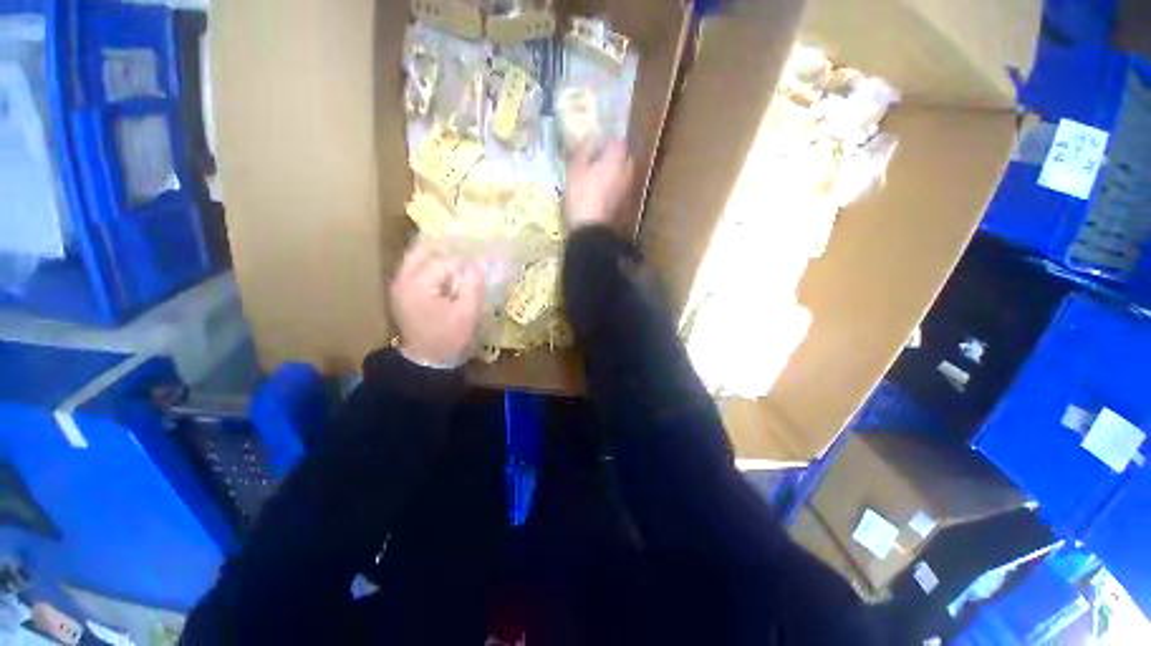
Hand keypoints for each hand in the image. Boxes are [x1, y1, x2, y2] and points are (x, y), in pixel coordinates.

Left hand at [389, 244, 485, 366]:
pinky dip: (431, 263)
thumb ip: (473, 286)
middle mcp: (403, 279)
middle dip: (446, 247)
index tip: (480, 260)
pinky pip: (415, 266)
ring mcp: (399, 284)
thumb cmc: (449, 337)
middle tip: (467, 248)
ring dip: (437, 253)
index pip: (445, 261)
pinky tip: (447, 268)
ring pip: (417, 256)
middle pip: (423, 250)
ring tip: (459, 255)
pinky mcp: (401, 289)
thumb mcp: (467, 314)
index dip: (464, 260)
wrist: (426, 358)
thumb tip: (478, 263)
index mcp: (419, 285)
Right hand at [566, 139, 634, 229]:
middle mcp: (630, 170)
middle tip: (595, 162)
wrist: (593, 232)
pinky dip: (614, 189)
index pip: (616, 140)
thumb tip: (590, 138)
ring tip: (597, 180)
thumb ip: (583, 150)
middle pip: (623, 157)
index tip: (593, 146)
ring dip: (614, 174)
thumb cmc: (582, 197)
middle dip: (612, 157)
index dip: (604, 142)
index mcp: (618, 157)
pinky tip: (602, 196)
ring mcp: (631, 189)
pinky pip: (622, 190)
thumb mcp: (575, 170)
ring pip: (623, 174)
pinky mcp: (629, 205)